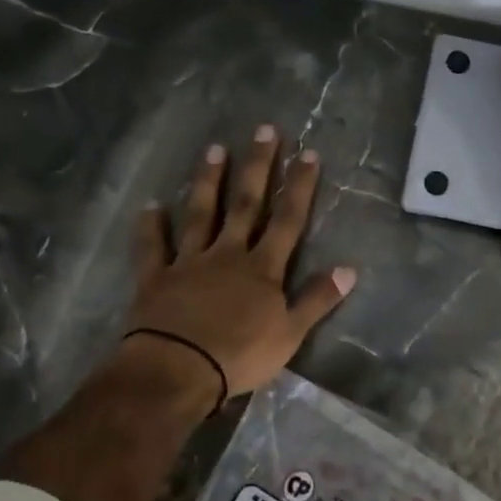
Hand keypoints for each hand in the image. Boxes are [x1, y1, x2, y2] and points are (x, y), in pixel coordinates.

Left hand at [125, 126, 356, 399]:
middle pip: (245, 204)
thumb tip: (350, 269)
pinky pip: (153, 247)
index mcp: (262, 268)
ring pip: (200, 214)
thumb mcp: (290, 333)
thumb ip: (317, 299)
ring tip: (215, 149)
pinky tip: (150, 206)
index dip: (299, 187)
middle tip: (263, 130)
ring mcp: (189, 262)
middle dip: (257, 167)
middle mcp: (227, 254)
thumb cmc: (240, 356)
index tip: (308, 154)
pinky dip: (151, 227)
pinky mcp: (156, 278)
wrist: (178, 370)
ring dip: (208, 182)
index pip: (287, 220)